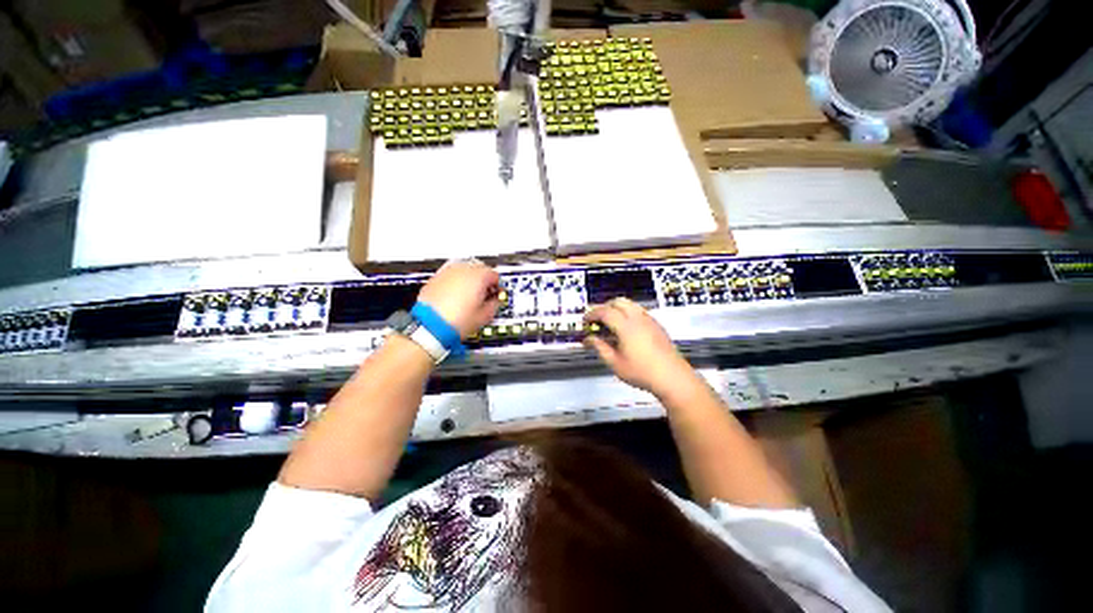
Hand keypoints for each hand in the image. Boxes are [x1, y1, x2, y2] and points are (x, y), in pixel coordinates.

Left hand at [417, 259, 500, 338]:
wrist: (431, 325)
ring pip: (463, 269)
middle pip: (479, 268)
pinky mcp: (436, 276)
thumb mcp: (484, 317)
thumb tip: (494, 301)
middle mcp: (464, 269)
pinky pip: (449, 274)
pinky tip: (453, 294)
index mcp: (479, 276)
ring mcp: (448, 271)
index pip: (494, 275)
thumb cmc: (455, 321)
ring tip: (466, 294)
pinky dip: (454, 281)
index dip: (496, 287)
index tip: (494, 295)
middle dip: (482, 280)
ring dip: (467, 278)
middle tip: (481, 294)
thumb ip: (494, 304)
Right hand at [584, 298, 694, 396]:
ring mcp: (650, 320)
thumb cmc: (641, 372)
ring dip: (618, 309)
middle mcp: (638, 318)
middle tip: (597, 321)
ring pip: (631, 305)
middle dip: (605, 308)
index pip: (605, 312)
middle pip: (619, 302)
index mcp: (626, 326)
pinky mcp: (657, 326)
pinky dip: (628, 314)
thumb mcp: (616, 363)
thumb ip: (600, 348)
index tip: (585, 322)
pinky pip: (639, 312)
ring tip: (611, 325)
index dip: (592, 314)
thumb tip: (588, 339)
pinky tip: (626, 331)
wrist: (671, 376)